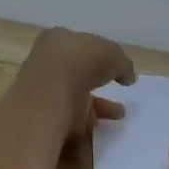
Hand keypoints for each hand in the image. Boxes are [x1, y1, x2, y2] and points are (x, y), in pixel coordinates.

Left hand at [15, 28, 136, 140]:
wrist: (49, 95)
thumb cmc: (80, 62)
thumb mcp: (113, 54)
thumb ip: (122, 64)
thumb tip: (127, 77)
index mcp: (57, 39)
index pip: (78, 46)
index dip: (97, 56)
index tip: (111, 68)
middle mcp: (46, 63)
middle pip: (75, 73)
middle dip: (97, 84)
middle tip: (114, 92)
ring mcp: (42, 91)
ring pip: (72, 99)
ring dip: (96, 108)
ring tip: (117, 115)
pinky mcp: (43, 117)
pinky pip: (69, 121)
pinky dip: (86, 126)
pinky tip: (102, 128)